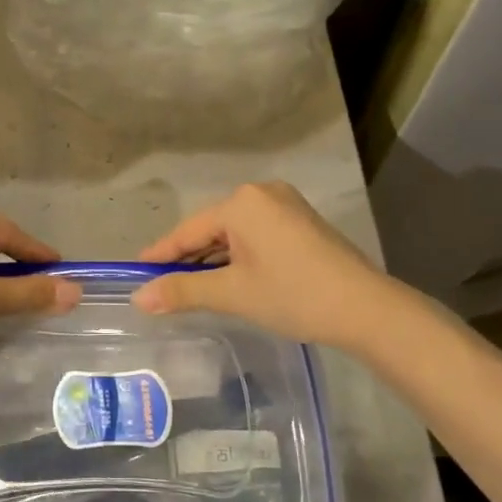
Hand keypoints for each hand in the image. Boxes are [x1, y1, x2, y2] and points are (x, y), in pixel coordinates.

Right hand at [131, 182, 390, 347]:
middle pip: (211, 228)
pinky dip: (238, 255)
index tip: (135, 273)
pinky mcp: (301, 221)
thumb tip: (138, 298)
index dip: (160, 254)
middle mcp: (261, 193)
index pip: (188, 230)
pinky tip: (229, 277)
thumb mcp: (232, 293)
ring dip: (213, 259)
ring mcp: (285, 204)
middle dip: (188, 258)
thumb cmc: (293, 295)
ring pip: (234, 233)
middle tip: (161, 286)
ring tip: (190, 286)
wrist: (366, 308)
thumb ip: (182, 290)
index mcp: (242, 202)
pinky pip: (256, 234)